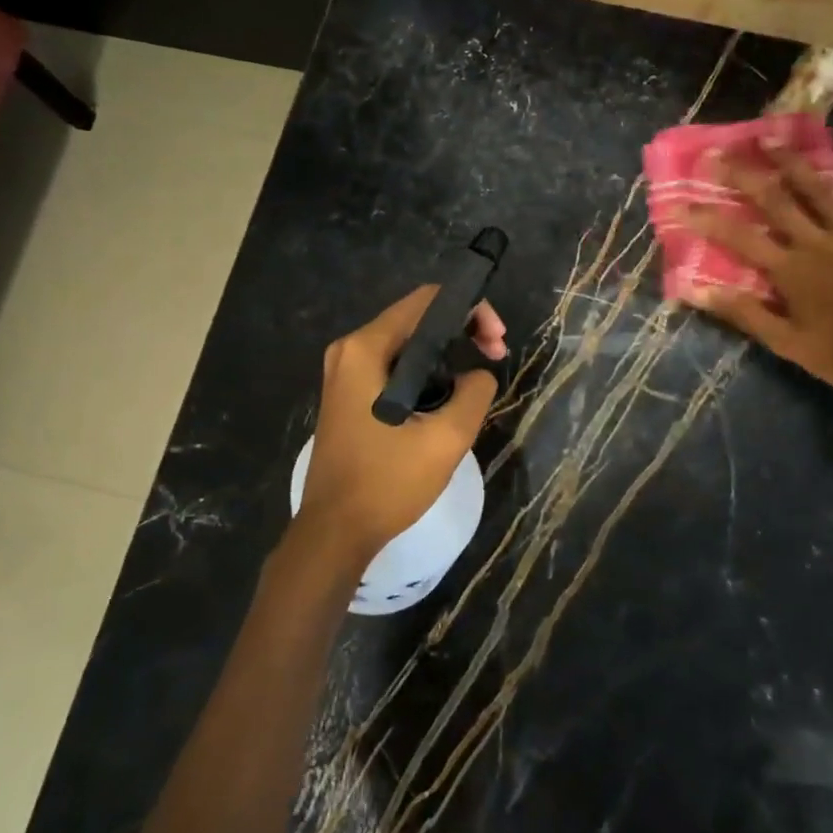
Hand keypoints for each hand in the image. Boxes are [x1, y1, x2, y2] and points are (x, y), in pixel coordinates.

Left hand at [293, 286, 507, 571]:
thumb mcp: (446, 439)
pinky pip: (395, 366)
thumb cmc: (387, 483)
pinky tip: (448, 396)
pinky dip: (426, 371)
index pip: (427, 301)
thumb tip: (479, 374)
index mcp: (366, 350)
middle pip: (417, 318)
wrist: (335, 532)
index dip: (470, 310)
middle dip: (462, 331)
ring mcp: (345, 373)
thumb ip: (474, 392)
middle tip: (496, 357)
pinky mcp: (349, 394)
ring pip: (408, 343)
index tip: (497, 342)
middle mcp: (350, 351)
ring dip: (447, 353)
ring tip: (477, 381)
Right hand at [681, 146, 832, 398]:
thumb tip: (697, 292)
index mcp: (790, 270)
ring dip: (792, 162)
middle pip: (776, 199)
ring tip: (771, 138)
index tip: (681, 203)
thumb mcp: (785, 343)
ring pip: (818, 190)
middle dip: (744, 174)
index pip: (739, 238)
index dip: (708, 219)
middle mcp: (817, 243)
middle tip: (720, 153)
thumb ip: (744, 313)